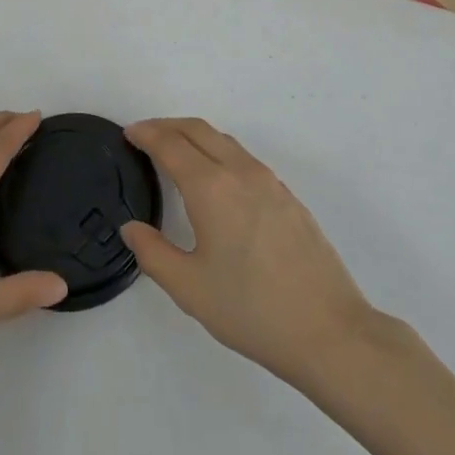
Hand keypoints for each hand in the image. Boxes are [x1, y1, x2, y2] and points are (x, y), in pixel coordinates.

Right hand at [120, 117, 378, 386]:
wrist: (326, 328)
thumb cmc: (250, 309)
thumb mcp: (189, 289)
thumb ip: (153, 254)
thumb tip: (131, 228)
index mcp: (211, 187)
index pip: (171, 145)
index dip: (146, 134)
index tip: (128, 133)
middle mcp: (240, 171)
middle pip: (198, 129)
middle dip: (168, 125)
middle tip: (145, 135)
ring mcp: (268, 180)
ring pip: (224, 140)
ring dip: (195, 136)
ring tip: (175, 152)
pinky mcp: (286, 194)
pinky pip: (243, 157)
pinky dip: (218, 151)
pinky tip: (214, 179)